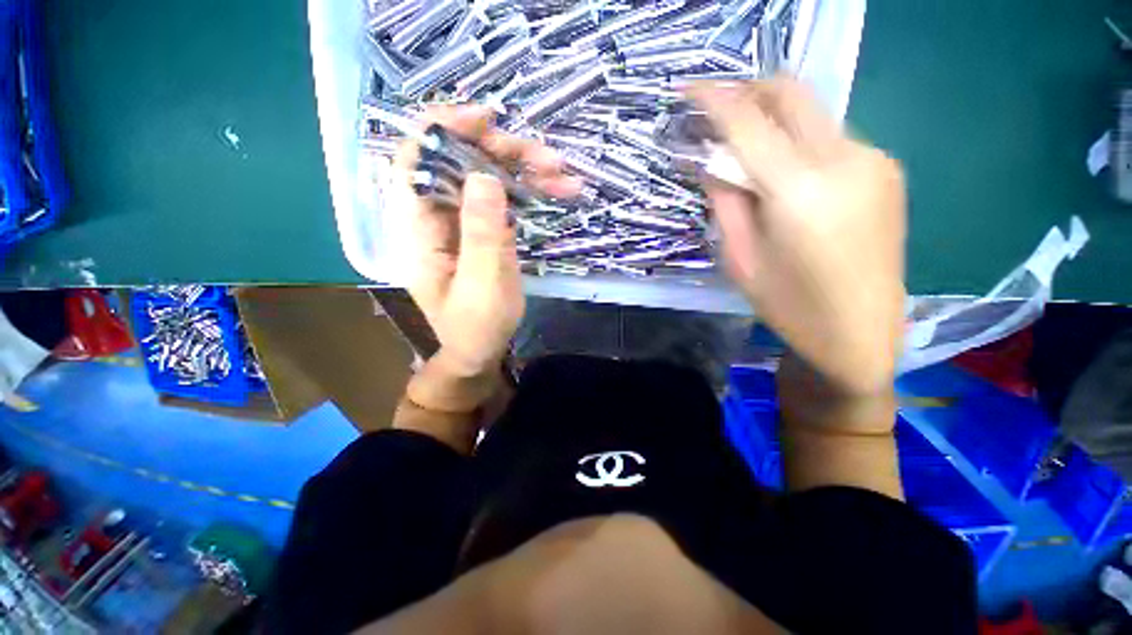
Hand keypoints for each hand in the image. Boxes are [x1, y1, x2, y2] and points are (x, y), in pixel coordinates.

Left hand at [392, 106, 580, 378]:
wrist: (480, 350)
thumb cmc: (475, 326)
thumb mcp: (482, 285)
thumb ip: (481, 234)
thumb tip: (484, 176)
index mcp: (419, 230)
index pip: (416, 161)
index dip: (444, 130)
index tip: (486, 119)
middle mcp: (437, 217)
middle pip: (461, 163)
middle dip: (503, 152)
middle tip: (548, 159)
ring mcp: (463, 221)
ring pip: (488, 177)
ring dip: (525, 170)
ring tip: (564, 175)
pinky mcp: (484, 229)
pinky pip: (504, 198)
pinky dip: (531, 191)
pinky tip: (558, 190)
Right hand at [688, 78, 906, 398]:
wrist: (861, 332)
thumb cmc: (789, 304)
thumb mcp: (740, 257)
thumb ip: (724, 200)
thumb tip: (710, 160)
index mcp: (800, 189)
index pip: (747, 121)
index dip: (713, 98)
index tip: (686, 88)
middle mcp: (845, 158)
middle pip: (790, 93)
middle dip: (747, 91)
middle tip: (717, 112)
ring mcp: (874, 159)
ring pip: (811, 114)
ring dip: (773, 121)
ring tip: (748, 154)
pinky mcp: (886, 168)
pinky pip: (831, 138)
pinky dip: (799, 142)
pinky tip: (787, 175)